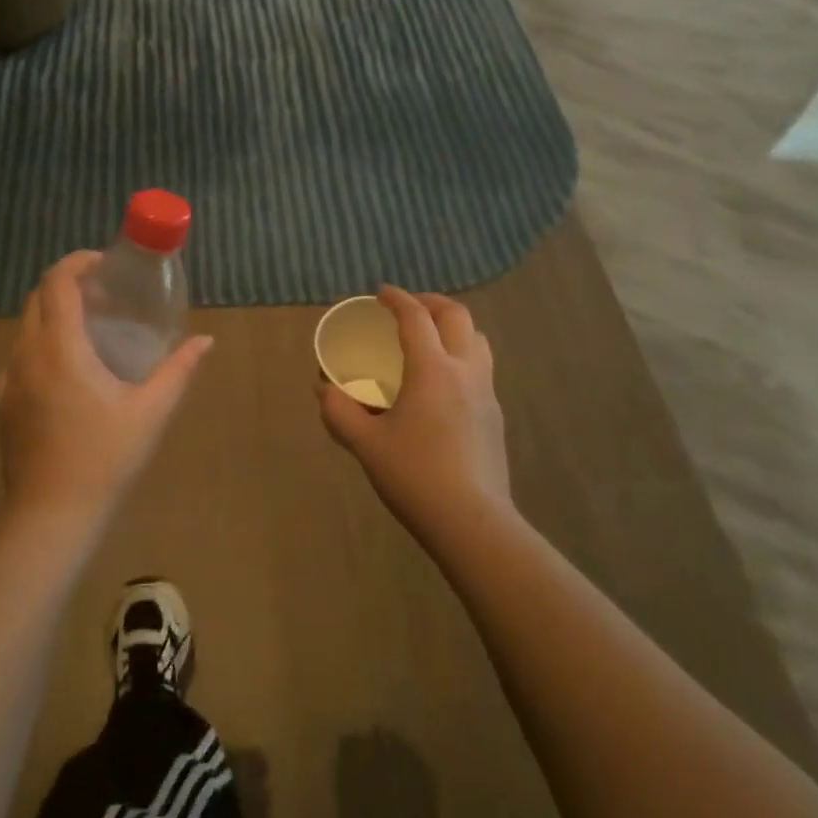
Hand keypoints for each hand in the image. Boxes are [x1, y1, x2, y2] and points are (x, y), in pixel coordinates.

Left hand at [0, 251, 213, 524]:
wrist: (50, 517)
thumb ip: (179, 370)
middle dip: (68, 285)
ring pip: (25, 326)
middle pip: (38, 298)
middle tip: (105, 295)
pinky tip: (69, 371)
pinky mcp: (3, 403)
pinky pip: (19, 355)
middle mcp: (27, 355)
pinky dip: (42, 343)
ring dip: (54, 313)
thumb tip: (205, 341)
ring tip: (90, 329)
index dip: (78, 262)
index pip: (57, 283)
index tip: (105, 264)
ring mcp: (9, 380)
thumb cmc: (105, 459)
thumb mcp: (151, 412)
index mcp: (60, 348)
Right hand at [319, 287, 510, 550]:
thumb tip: (322, 389)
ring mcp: (486, 394)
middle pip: (457, 316)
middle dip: (431, 303)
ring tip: (430, 339)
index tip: (381, 294)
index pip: (416, 317)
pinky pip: (481, 368)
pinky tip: (442, 384)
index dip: (397, 299)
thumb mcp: (366, 445)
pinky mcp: (495, 417)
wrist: (472, 523)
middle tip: (408, 308)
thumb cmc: (415, 477)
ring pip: (478, 340)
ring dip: (453, 327)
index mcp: (433, 370)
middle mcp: (465, 371)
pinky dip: (462, 356)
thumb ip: (340, 412)